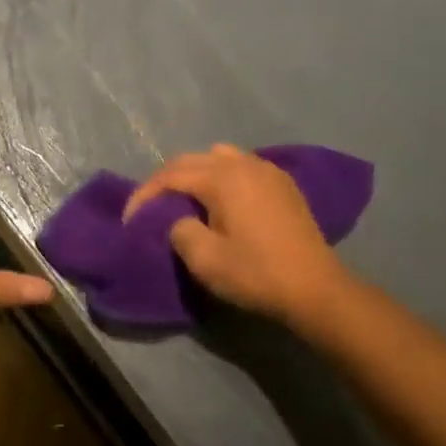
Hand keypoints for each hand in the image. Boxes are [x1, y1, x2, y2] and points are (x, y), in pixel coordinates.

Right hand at [124, 144, 349, 327]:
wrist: (315, 289)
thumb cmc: (256, 274)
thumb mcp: (204, 260)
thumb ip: (180, 230)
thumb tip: (180, 220)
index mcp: (223, 177)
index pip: (170, 175)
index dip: (144, 196)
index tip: (130, 220)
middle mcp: (244, 163)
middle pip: (192, 160)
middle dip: (166, 181)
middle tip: (150, 208)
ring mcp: (268, 170)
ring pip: (219, 157)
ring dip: (195, 174)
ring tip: (184, 200)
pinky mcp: (283, 184)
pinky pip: (242, 166)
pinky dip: (221, 177)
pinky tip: (220, 201)